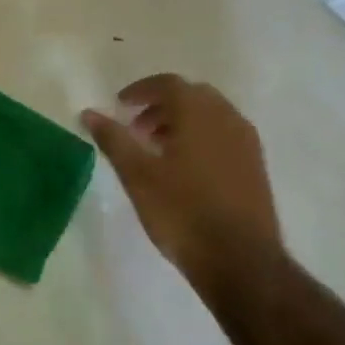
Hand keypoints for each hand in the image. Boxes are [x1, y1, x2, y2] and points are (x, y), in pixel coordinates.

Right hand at [81, 75, 283, 297]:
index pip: (168, 84)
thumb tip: (89, 113)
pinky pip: (223, 135)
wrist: (240, 260)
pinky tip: (184, 169)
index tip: (120, 105)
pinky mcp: (255, 165)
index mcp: (198, 113)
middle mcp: (227, 117)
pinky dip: (200, 138)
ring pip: (210, 116)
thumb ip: (113, 139)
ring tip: (156, 150)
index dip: (140, 90)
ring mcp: (246, 142)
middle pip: (191, 96)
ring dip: (181, 122)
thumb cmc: (182, 212)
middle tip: (136, 128)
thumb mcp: (138, 175)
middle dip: (161, 105)